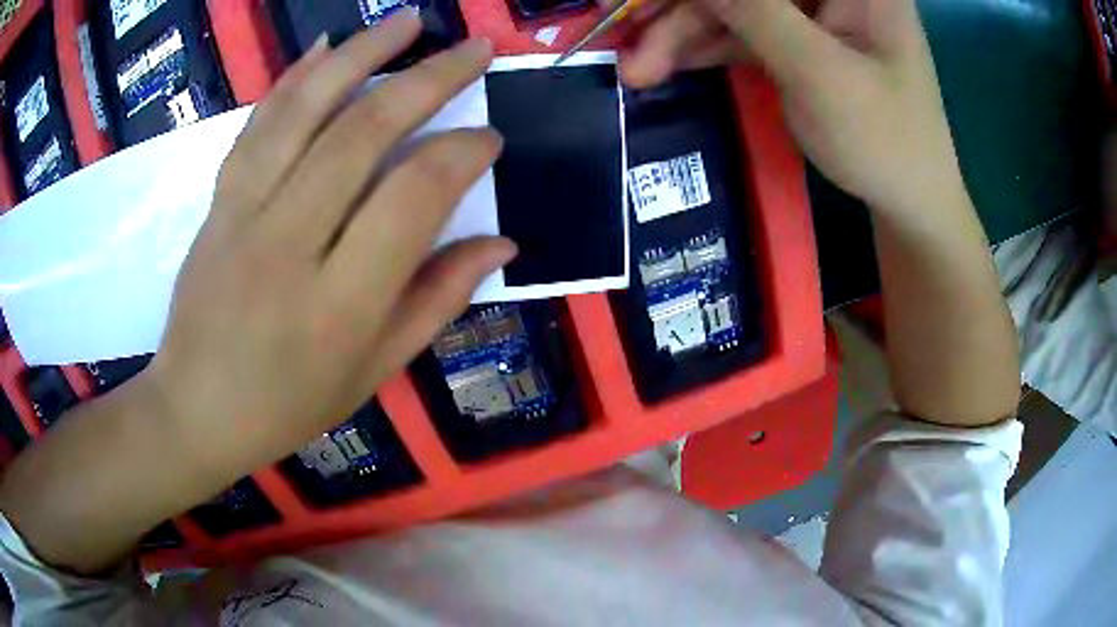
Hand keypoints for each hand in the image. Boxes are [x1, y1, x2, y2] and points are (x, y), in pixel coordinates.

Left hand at [146, 11, 514, 476]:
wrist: (193, 410)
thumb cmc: (286, 405)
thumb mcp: (372, 373)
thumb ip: (436, 301)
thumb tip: (500, 243)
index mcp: (340, 305)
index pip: (413, 198)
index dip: (461, 154)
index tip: (489, 137)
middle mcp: (289, 245)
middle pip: (362, 134)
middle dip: (428, 79)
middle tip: (474, 47)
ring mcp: (242, 215)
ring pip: (305, 111)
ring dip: (363, 54)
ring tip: (410, 20)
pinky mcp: (217, 202)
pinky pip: (258, 125)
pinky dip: (295, 78)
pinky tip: (326, 46)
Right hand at [622, 0, 967, 217]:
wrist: (909, 204)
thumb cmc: (884, 142)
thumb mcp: (818, 72)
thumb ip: (752, 9)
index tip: (638, 2)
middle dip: (681, 9)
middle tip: (619, 31)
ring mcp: (812, 13)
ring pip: (732, 7)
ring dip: (680, 33)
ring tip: (636, 69)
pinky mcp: (797, 39)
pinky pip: (740, 31)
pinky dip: (702, 47)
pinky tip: (663, 65)